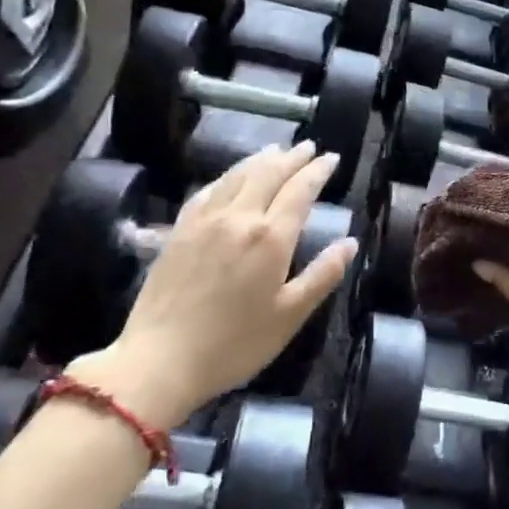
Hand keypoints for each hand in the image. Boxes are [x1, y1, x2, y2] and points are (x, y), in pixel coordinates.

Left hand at [67, 143, 355, 427]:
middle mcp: (239, 217)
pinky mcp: (179, 231)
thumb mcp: (290, 316)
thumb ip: (323, 275)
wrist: (158, 362)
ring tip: (275, 150)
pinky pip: (208, 191)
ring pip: (237, 176)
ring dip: (260, 159)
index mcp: (271, 237)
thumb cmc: (234, 344)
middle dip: (292, 157)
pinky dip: (227, 176)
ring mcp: (205, 221)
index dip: (318, 171)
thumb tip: (350, 242)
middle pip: (268, 173)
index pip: (300, 191)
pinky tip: (230, 178)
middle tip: (308, 147)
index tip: (332, 158)